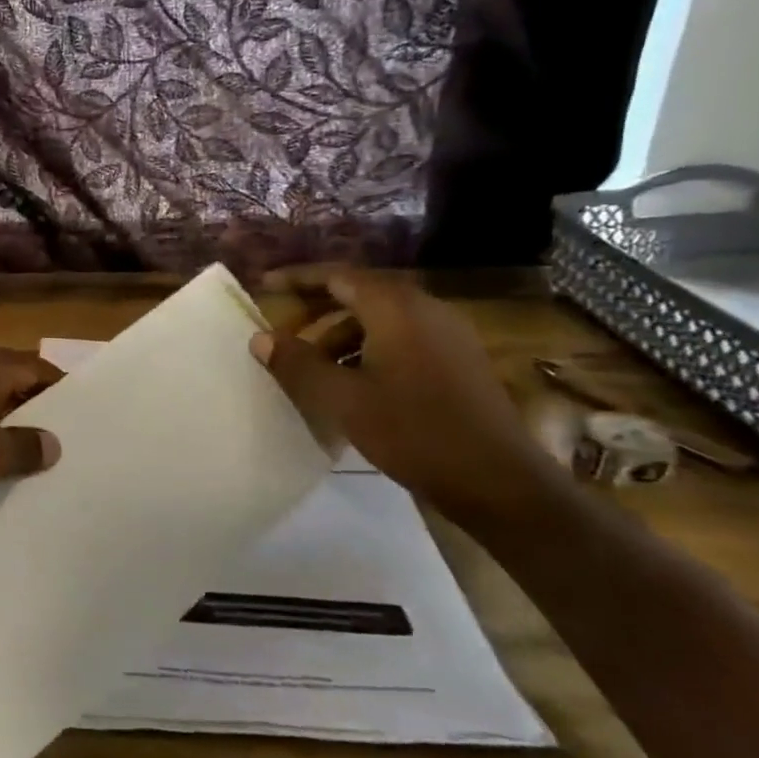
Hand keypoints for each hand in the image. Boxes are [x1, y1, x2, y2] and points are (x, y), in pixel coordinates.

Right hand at [251, 270, 560, 517]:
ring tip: (312, 368)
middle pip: (359, 295)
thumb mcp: (342, 399)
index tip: (264, 286)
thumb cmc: (412, 431)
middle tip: (282, 333)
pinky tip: (351, 385)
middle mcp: (425, 309)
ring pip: (380, 321)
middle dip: (316, 310)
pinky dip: (367, 351)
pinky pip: (401, 340)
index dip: (297, 278)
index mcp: (396, 308)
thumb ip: (297, 363)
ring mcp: (447, 335)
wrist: (498, 481)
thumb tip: (261, 338)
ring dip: (340, 336)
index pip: (337, 275)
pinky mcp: (457, 362)